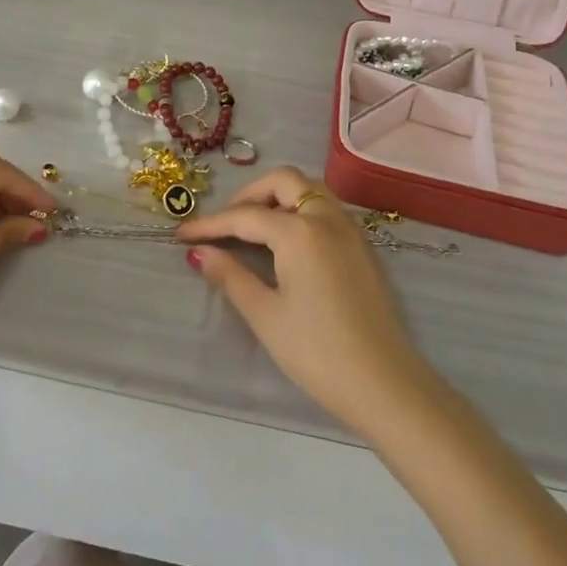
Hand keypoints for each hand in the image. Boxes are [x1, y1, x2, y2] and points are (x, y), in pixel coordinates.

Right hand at [178, 167, 444, 440]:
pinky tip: (286, 243)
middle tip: (226, 223)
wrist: (385, 384)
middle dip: (250, 195)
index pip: (245, 216)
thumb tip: (200, 253)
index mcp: (300, 231)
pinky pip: (326, 209)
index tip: (181, 234)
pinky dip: (300, 210)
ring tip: (253, 229)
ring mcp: (350, 230)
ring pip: (310, 190)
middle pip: (284, 181)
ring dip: (278, 198)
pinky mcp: (363, 247)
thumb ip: (231, 276)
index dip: (210, 224)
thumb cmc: (318, 352)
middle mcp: (327, 217)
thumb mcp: (266, 315)